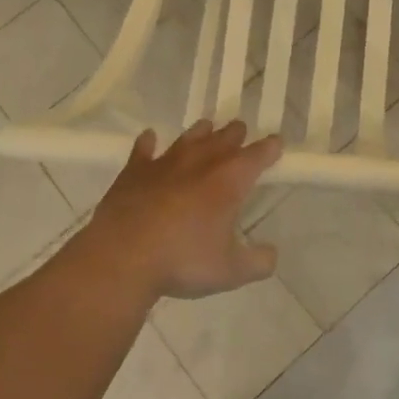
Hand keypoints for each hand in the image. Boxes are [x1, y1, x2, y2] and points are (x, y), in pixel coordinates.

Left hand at [75, 121, 283, 299]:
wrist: (123, 257)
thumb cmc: (183, 261)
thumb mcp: (230, 272)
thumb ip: (257, 262)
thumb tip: (271, 255)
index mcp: (229, 181)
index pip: (256, 156)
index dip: (269, 148)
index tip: (276, 142)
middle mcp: (200, 163)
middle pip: (223, 139)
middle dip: (235, 134)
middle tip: (241, 130)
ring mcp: (164, 163)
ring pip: (188, 138)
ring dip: (200, 132)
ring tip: (207, 126)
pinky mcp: (134, 172)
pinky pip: (143, 150)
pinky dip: (148, 142)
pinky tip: (149, 137)